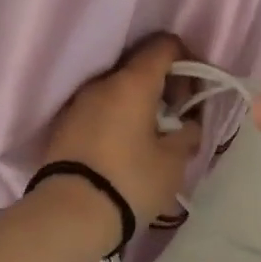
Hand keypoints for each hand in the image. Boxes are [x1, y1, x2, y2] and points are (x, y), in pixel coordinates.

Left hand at [41, 33, 202, 232]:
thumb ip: (187, 134)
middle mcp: (102, 82)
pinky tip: (127, 145)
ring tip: (152, 135)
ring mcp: (78, 103)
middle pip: (140, 65)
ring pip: (118, 88)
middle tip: (177, 117)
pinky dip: (119, 116)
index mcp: (133, 82)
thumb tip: (188, 125)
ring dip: (140, 102)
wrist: (68, 216)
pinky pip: (100, 108)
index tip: (196, 92)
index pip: (164, 45)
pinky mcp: (65, 125)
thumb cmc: (130, 181)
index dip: (187, 60)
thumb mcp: (173, 162)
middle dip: (164, 84)